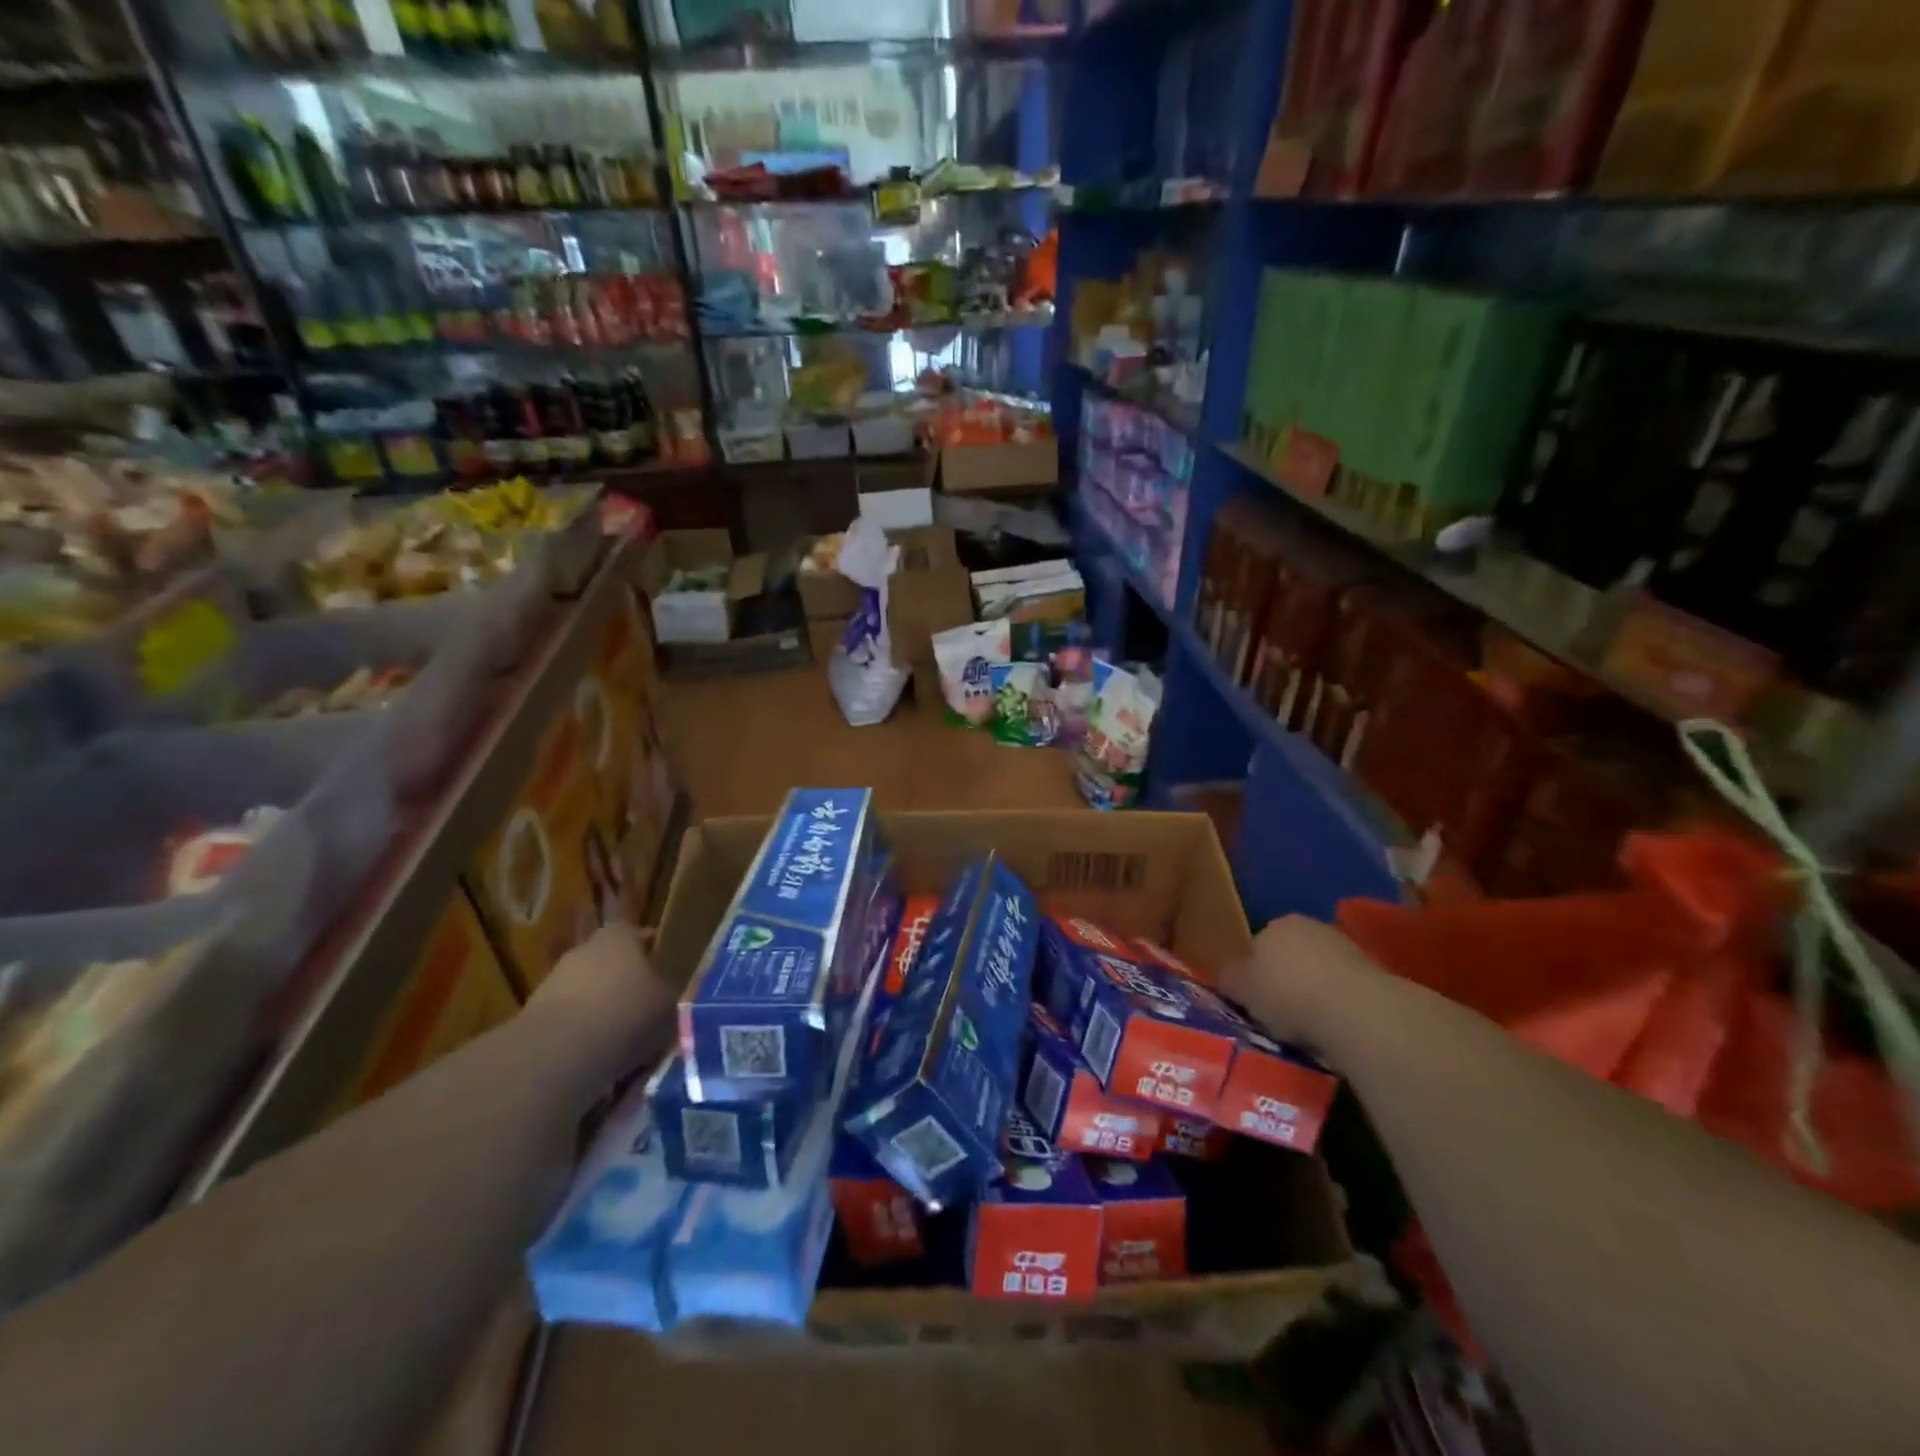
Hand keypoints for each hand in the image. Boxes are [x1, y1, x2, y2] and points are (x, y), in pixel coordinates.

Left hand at [529, 923, 675, 1067]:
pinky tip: (595, 1061)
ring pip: (586, 994)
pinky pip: (568, 1023)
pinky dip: (580, 1038)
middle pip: (608, 964)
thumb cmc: (627, 1014)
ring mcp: (553, 982)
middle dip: (622, 984)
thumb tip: (664, 996)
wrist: (558, 1053)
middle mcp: (583, 951)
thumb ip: (666, 995)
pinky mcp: (532, 1017)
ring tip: (620, 1045)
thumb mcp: (668, 1005)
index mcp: (619, 937)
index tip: (657, 969)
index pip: (634, 932)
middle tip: (641, 1011)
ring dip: (600, 1013)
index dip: (647, 949)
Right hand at [1222, 915, 1381, 1050]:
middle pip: (1290, 955)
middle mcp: (1310, 927)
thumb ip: (1230, 978)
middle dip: (1285, 979)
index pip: (1257, 944)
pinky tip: (1333, 1028)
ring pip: (1319, 971)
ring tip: (1307, 1027)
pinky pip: (1343, 990)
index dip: (1253, 972)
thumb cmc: (1286, 994)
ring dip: (1313, 992)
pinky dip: (1337, 1005)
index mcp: (1275, 924)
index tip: (1252, 999)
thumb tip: (1226, 975)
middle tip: (1278, 1014)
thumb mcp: (1241, 989)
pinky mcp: (1374, 974)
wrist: (1354, 1011)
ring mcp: (1345, 947)